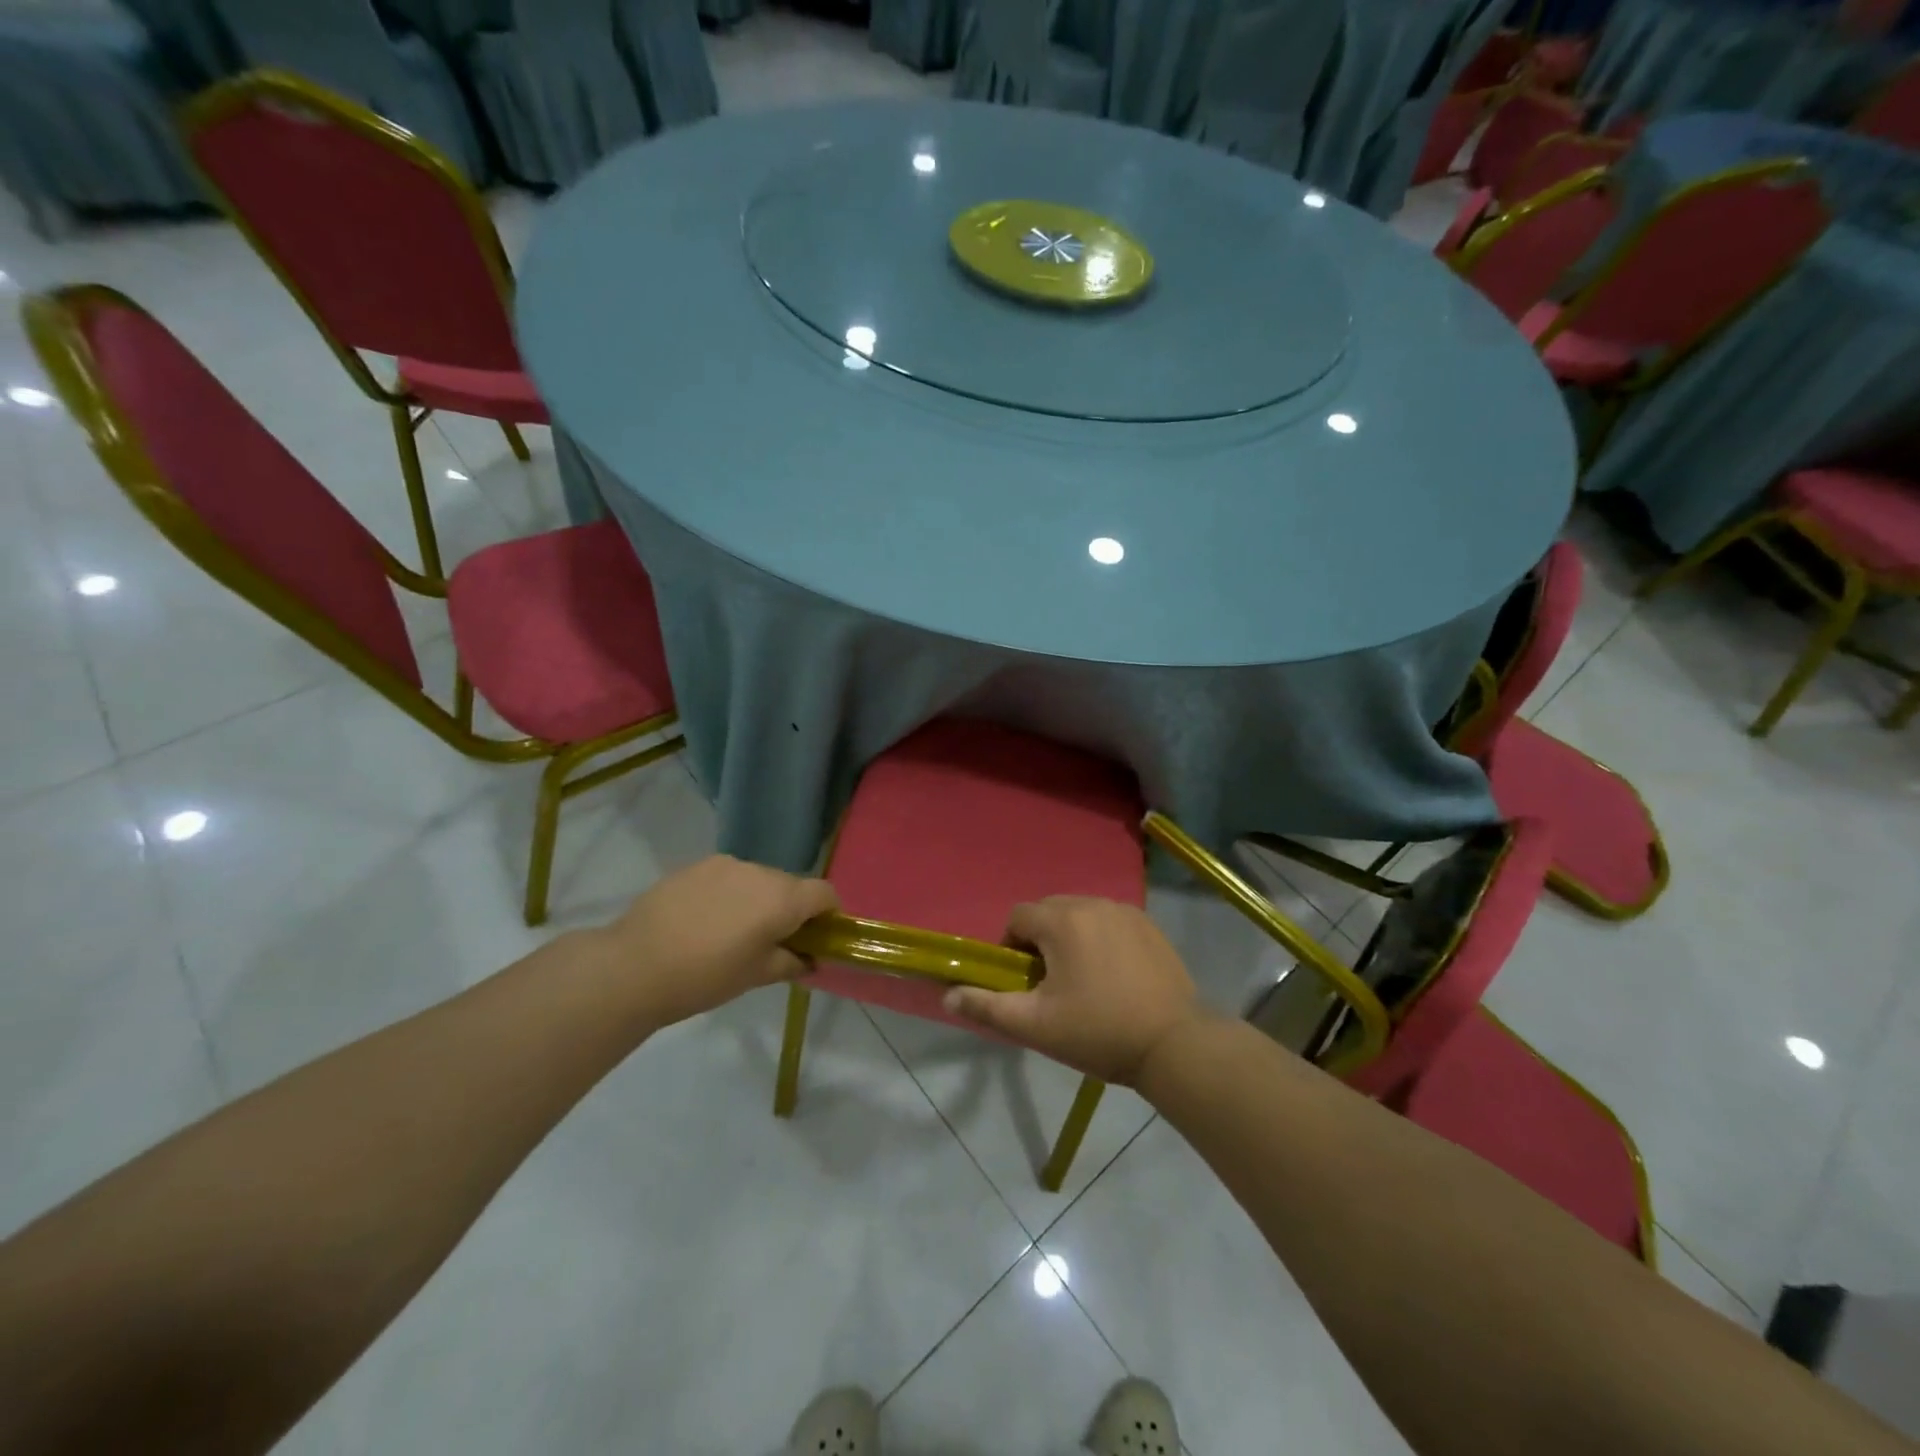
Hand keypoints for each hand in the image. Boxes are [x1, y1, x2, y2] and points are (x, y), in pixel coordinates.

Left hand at [587, 856, 838, 1028]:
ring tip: (732, 932)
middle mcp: (760, 871)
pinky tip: (705, 921)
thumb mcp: (756, 977)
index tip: (818, 937)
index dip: (829, 914)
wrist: (634, 965)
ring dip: (758, 900)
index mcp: (782, 898)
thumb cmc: (705, 976)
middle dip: (791, 909)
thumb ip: (792, 962)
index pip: (825, 893)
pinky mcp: (696, 865)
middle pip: (791, 885)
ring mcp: (725, 864)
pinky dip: (730, 894)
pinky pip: (728, 877)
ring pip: (758, 879)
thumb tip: (809, 958)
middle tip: (773, 942)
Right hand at [941, 897, 1203, 1084]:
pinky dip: (1101, 939)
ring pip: (1080, 915)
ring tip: (1083, 981)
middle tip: (1051, 984)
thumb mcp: (1036, 1025)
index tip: (1023, 982)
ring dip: (1071, 938)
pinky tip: (1113, 976)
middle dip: (1041, 940)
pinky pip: (1109, 922)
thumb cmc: (1098, 1032)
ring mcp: (1126, 912)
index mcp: (1062, 921)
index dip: (1011, 947)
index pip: (1018, 917)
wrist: (1174, 1044)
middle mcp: (1093, 903)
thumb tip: (949, 994)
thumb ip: (988, 1006)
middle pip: (1049, 911)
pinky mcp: (1149, 925)